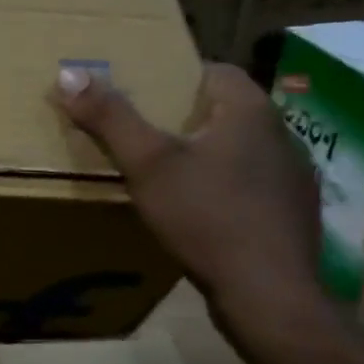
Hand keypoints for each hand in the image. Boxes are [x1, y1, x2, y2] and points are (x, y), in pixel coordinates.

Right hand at [56, 62, 324, 324]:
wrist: (267, 293)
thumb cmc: (206, 216)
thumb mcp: (147, 164)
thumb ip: (110, 118)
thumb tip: (70, 73)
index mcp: (251, 111)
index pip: (215, 70)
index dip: (175, 76)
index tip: (142, 94)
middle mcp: (282, 135)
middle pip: (226, 111)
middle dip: (185, 118)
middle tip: (142, 134)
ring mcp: (294, 177)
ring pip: (240, 150)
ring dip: (207, 155)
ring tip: (167, 175)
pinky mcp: (293, 214)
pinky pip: (252, 186)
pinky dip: (225, 189)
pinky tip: (201, 214)